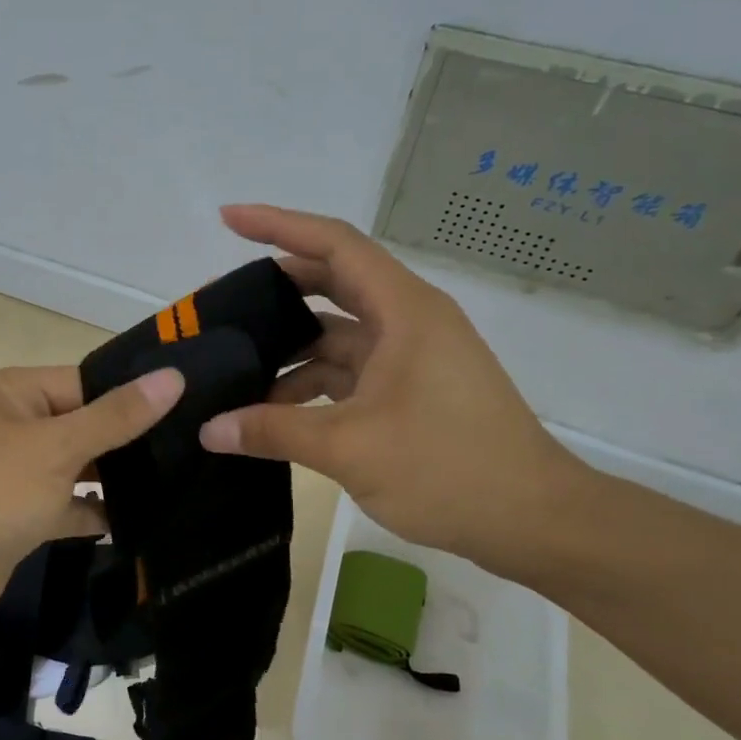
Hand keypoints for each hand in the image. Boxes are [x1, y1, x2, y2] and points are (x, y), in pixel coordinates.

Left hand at [0, 364, 183, 651]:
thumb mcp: (52, 450)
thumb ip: (114, 417)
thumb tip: (173, 377)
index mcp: (8, 393)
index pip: (84, 382)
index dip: (133, 395)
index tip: (194, 407)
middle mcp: (8, 427)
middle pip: (81, 425)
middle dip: (129, 441)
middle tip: (197, 450)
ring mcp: (10, 476)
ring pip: (74, 469)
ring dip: (115, 480)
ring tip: (181, 483)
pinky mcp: (14, 520)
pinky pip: (63, 508)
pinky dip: (94, 514)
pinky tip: (140, 523)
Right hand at [198, 205, 589, 573]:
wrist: (531, 520)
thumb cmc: (448, 467)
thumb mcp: (350, 448)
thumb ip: (273, 432)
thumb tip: (209, 430)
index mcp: (403, 310)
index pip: (334, 244)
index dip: (279, 224)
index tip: (228, 219)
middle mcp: (408, 321)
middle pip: (332, 283)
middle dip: (276, 290)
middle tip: (222, 305)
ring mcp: (410, 356)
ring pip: (336, 333)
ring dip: (289, 348)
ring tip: (235, 366)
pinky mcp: (409, 390)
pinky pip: (348, 371)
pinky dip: (310, 383)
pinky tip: (271, 411)